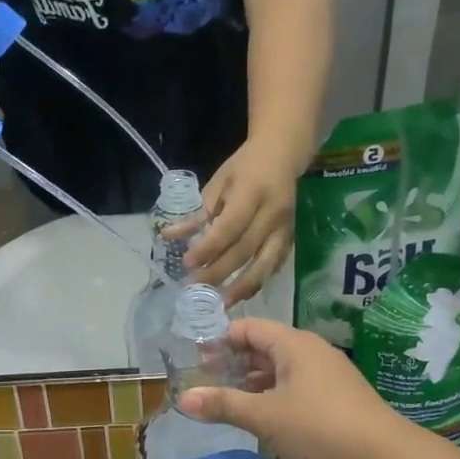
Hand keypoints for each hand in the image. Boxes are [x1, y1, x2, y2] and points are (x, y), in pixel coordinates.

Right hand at [177, 319, 399, 458]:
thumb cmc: (318, 428)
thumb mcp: (264, 417)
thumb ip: (223, 405)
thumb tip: (183, 398)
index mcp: (293, 344)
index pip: (248, 328)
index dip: (220, 341)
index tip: (197, 362)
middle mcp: (311, 352)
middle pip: (264, 347)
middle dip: (234, 364)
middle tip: (206, 384)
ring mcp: (328, 375)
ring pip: (280, 370)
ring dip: (253, 383)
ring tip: (228, 403)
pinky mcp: (337, 398)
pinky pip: (296, 387)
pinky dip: (274, 396)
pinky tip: (262, 419)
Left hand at [182, 137, 301, 304]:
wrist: (282, 155)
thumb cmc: (243, 167)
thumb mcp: (217, 183)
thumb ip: (197, 213)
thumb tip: (169, 237)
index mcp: (253, 193)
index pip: (229, 227)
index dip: (208, 248)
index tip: (187, 264)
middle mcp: (272, 213)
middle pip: (245, 250)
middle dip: (219, 272)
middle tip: (195, 288)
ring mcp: (285, 228)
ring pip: (265, 264)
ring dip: (242, 287)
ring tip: (220, 303)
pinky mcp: (291, 238)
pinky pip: (275, 265)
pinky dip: (258, 282)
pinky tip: (241, 294)